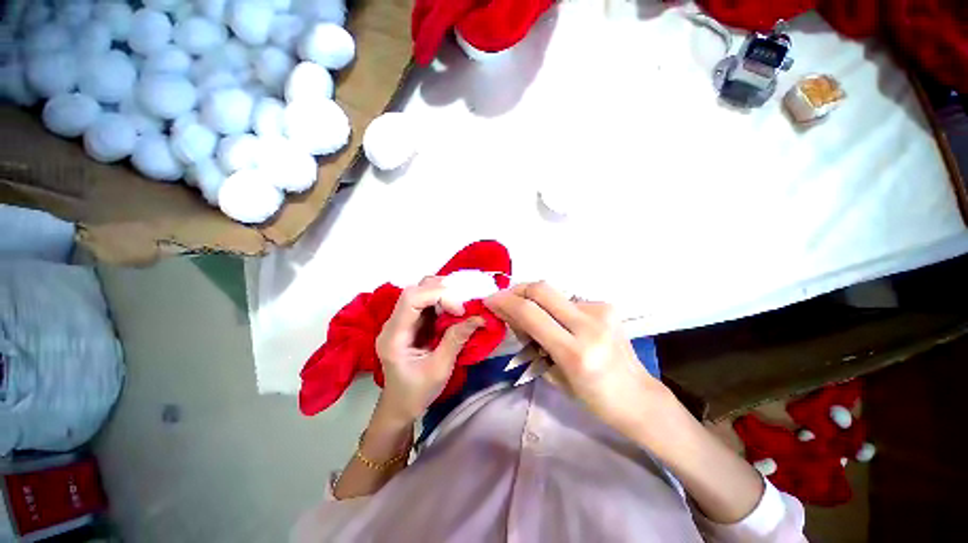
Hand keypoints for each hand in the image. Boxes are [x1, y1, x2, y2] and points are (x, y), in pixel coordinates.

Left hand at [375, 277, 483, 425]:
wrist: (400, 407)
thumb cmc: (416, 393)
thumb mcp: (439, 369)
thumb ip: (456, 340)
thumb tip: (479, 317)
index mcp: (394, 336)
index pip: (411, 299)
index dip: (438, 295)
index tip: (460, 310)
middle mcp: (393, 323)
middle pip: (414, 291)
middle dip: (441, 289)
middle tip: (464, 300)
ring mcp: (401, 322)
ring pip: (420, 293)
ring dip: (442, 292)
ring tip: (462, 301)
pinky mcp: (410, 323)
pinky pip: (425, 303)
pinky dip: (442, 300)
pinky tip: (455, 306)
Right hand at [485, 282, 672, 436]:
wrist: (638, 396)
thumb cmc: (593, 397)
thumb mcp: (553, 375)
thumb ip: (531, 340)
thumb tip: (512, 314)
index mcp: (575, 353)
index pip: (530, 313)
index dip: (505, 302)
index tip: (490, 300)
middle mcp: (590, 325)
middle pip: (542, 289)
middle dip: (517, 289)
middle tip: (506, 299)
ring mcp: (602, 311)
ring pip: (554, 293)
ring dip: (536, 300)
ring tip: (533, 317)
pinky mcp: (607, 306)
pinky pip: (569, 300)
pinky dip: (555, 307)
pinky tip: (558, 322)